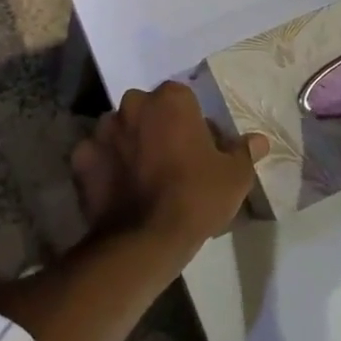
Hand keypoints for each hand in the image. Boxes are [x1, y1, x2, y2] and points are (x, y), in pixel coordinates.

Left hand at [71, 82, 268, 251]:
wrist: (145, 240)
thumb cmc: (196, 198)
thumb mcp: (234, 177)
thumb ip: (244, 152)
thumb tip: (258, 140)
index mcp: (170, 99)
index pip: (183, 100)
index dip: (192, 124)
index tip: (199, 150)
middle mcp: (133, 104)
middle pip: (148, 111)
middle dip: (157, 129)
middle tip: (171, 164)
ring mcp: (102, 129)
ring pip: (120, 130)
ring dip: (129, 145)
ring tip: (142, 179)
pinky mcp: (81, 157)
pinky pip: (97, 156)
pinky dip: (105, 167)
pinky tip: (118, 190)